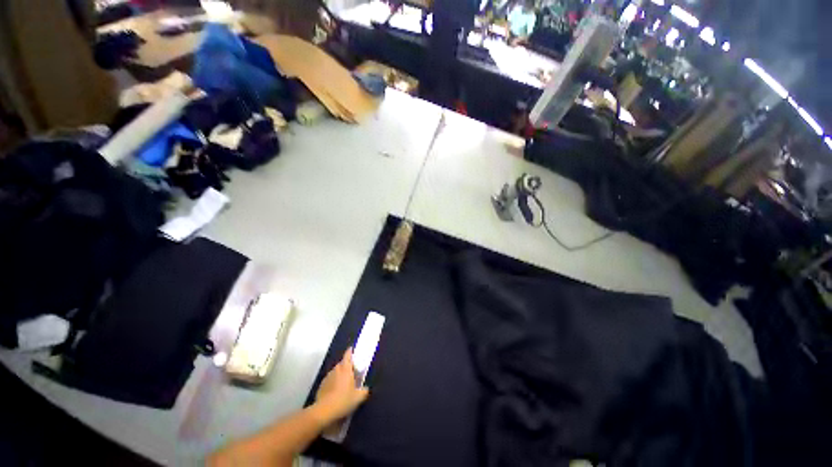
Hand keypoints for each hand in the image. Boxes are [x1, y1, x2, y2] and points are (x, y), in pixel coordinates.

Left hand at [314, 348, 369, 423]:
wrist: (323, 411)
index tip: (352, 350)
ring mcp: (327, 377)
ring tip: (344, 385)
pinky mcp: (321, 386)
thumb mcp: (358, 397)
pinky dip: (333, 384)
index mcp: (346, 368)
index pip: (348, 355)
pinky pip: (329, 381)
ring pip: (335, 372)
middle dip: (347, 366)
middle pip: (342, 364)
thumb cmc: (343, 400)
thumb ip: (364, 391)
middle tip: (352, 373)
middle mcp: (336, 369)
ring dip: (339, 375)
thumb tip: (366, 389)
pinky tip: (335, 393)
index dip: (350, 351)